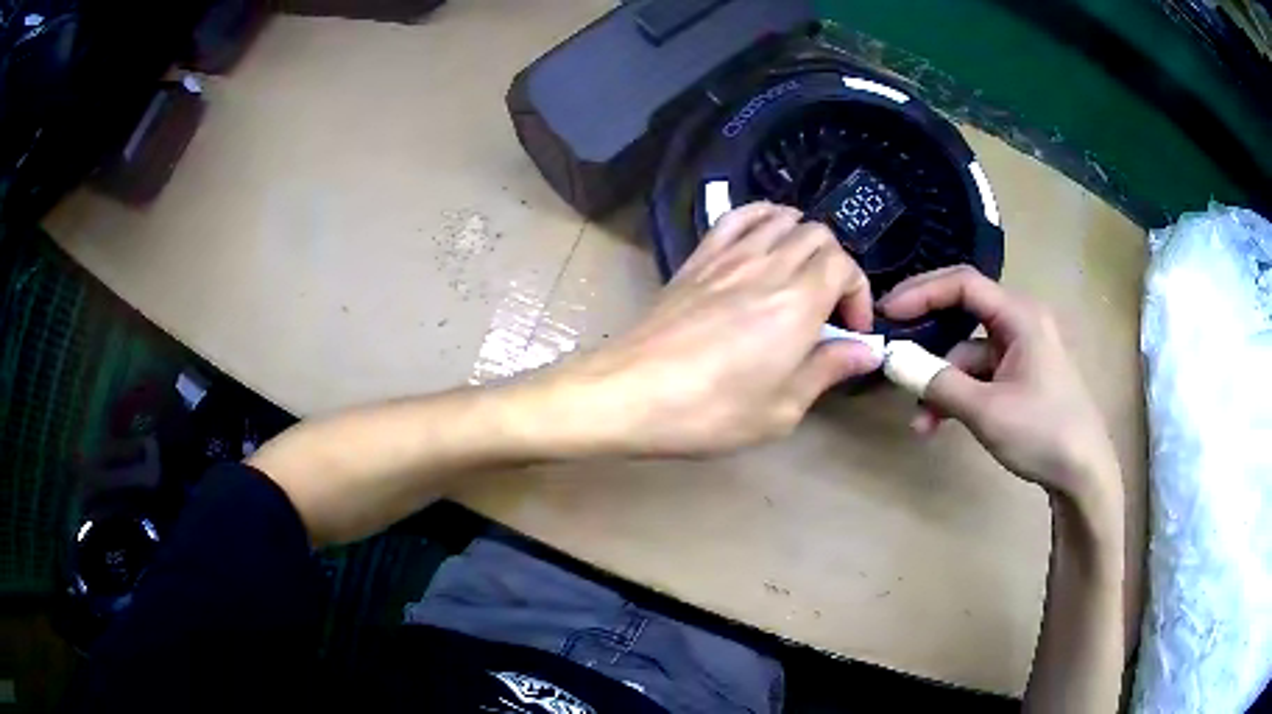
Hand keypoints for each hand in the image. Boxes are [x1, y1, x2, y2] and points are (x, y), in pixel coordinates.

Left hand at [551, 201, 879, 457]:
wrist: (630, 392)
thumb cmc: (710, 411)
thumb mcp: (781, 409)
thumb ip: (827, 370)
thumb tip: (867, 351)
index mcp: (797, 303)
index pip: (845, 265)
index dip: (859, 293)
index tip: (851, 331)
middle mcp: (769, 266)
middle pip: (819, 235)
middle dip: (837, 267)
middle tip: (828, 309)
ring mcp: (729, 256)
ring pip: (782, 219)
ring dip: (804, 240)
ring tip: (802, 275)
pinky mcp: (698, 258)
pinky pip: (737, 217)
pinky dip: (763, 217)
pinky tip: (766, 239)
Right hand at [879, 266, 1121, 508]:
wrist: (1083, 474)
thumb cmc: (1043, 432)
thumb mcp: (987, 411)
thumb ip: (939, 383)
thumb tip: (894, 363)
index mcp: (1021, 316)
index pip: (964, 284)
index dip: (922, 292)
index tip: (887, 312)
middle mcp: (1021, 323)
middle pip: (965, 313)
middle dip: (928, 335)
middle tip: (892, 347)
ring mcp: (1022, 352)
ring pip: (969, 353)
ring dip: (942, 382)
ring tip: (920, 421)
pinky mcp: (1021, 377)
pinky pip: (981, 375)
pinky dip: (959, 394)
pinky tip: (940, 424)